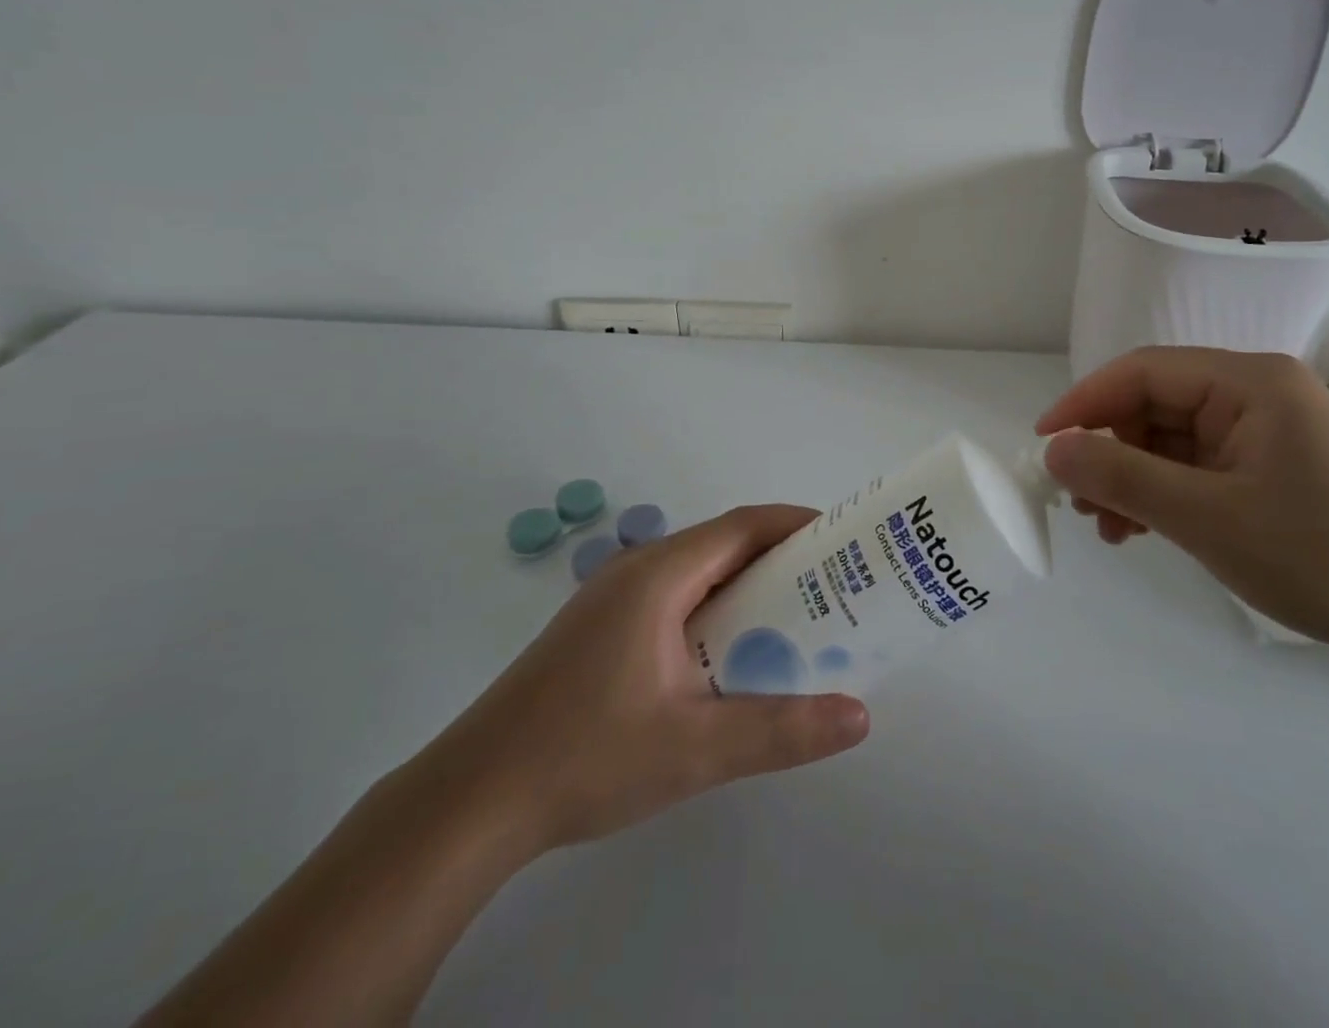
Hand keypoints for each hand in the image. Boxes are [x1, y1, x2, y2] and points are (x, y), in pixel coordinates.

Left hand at [414, 505, 869, 855]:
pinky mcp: (601, 631)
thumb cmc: (584, 758)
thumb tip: (860, 716)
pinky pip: (676, 599)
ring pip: (699, 574)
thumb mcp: (694, 749)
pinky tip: (733, 656)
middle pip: (724, 545)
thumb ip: (781, 730)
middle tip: (836, 587)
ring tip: (798, 620)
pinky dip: (717, 610)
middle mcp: (637, 572)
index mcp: (659, 575)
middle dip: (783, 559)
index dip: (798, 524)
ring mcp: (613, 600)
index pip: (743, 526)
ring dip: (749, 587)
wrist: (468, 804)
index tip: (845, 541)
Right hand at [1036, 348, 1328, 655]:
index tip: (1043, 446)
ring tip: (1111, 530)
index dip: (1085, 403)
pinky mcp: (1277, 467)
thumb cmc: (1326, 555)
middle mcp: (1257, 393)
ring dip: (1135, 479)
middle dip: (1110, 452)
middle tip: (1080, 506)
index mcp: (1248, 382)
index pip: (1143, 371)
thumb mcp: (1210, 519)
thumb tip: (1054, 450)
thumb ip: (1124, 479)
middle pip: (1157, 406)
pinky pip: (1202, 467)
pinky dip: (1168, 494)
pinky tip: (1147, 530)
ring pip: (1175, 440)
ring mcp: (1269, 431)